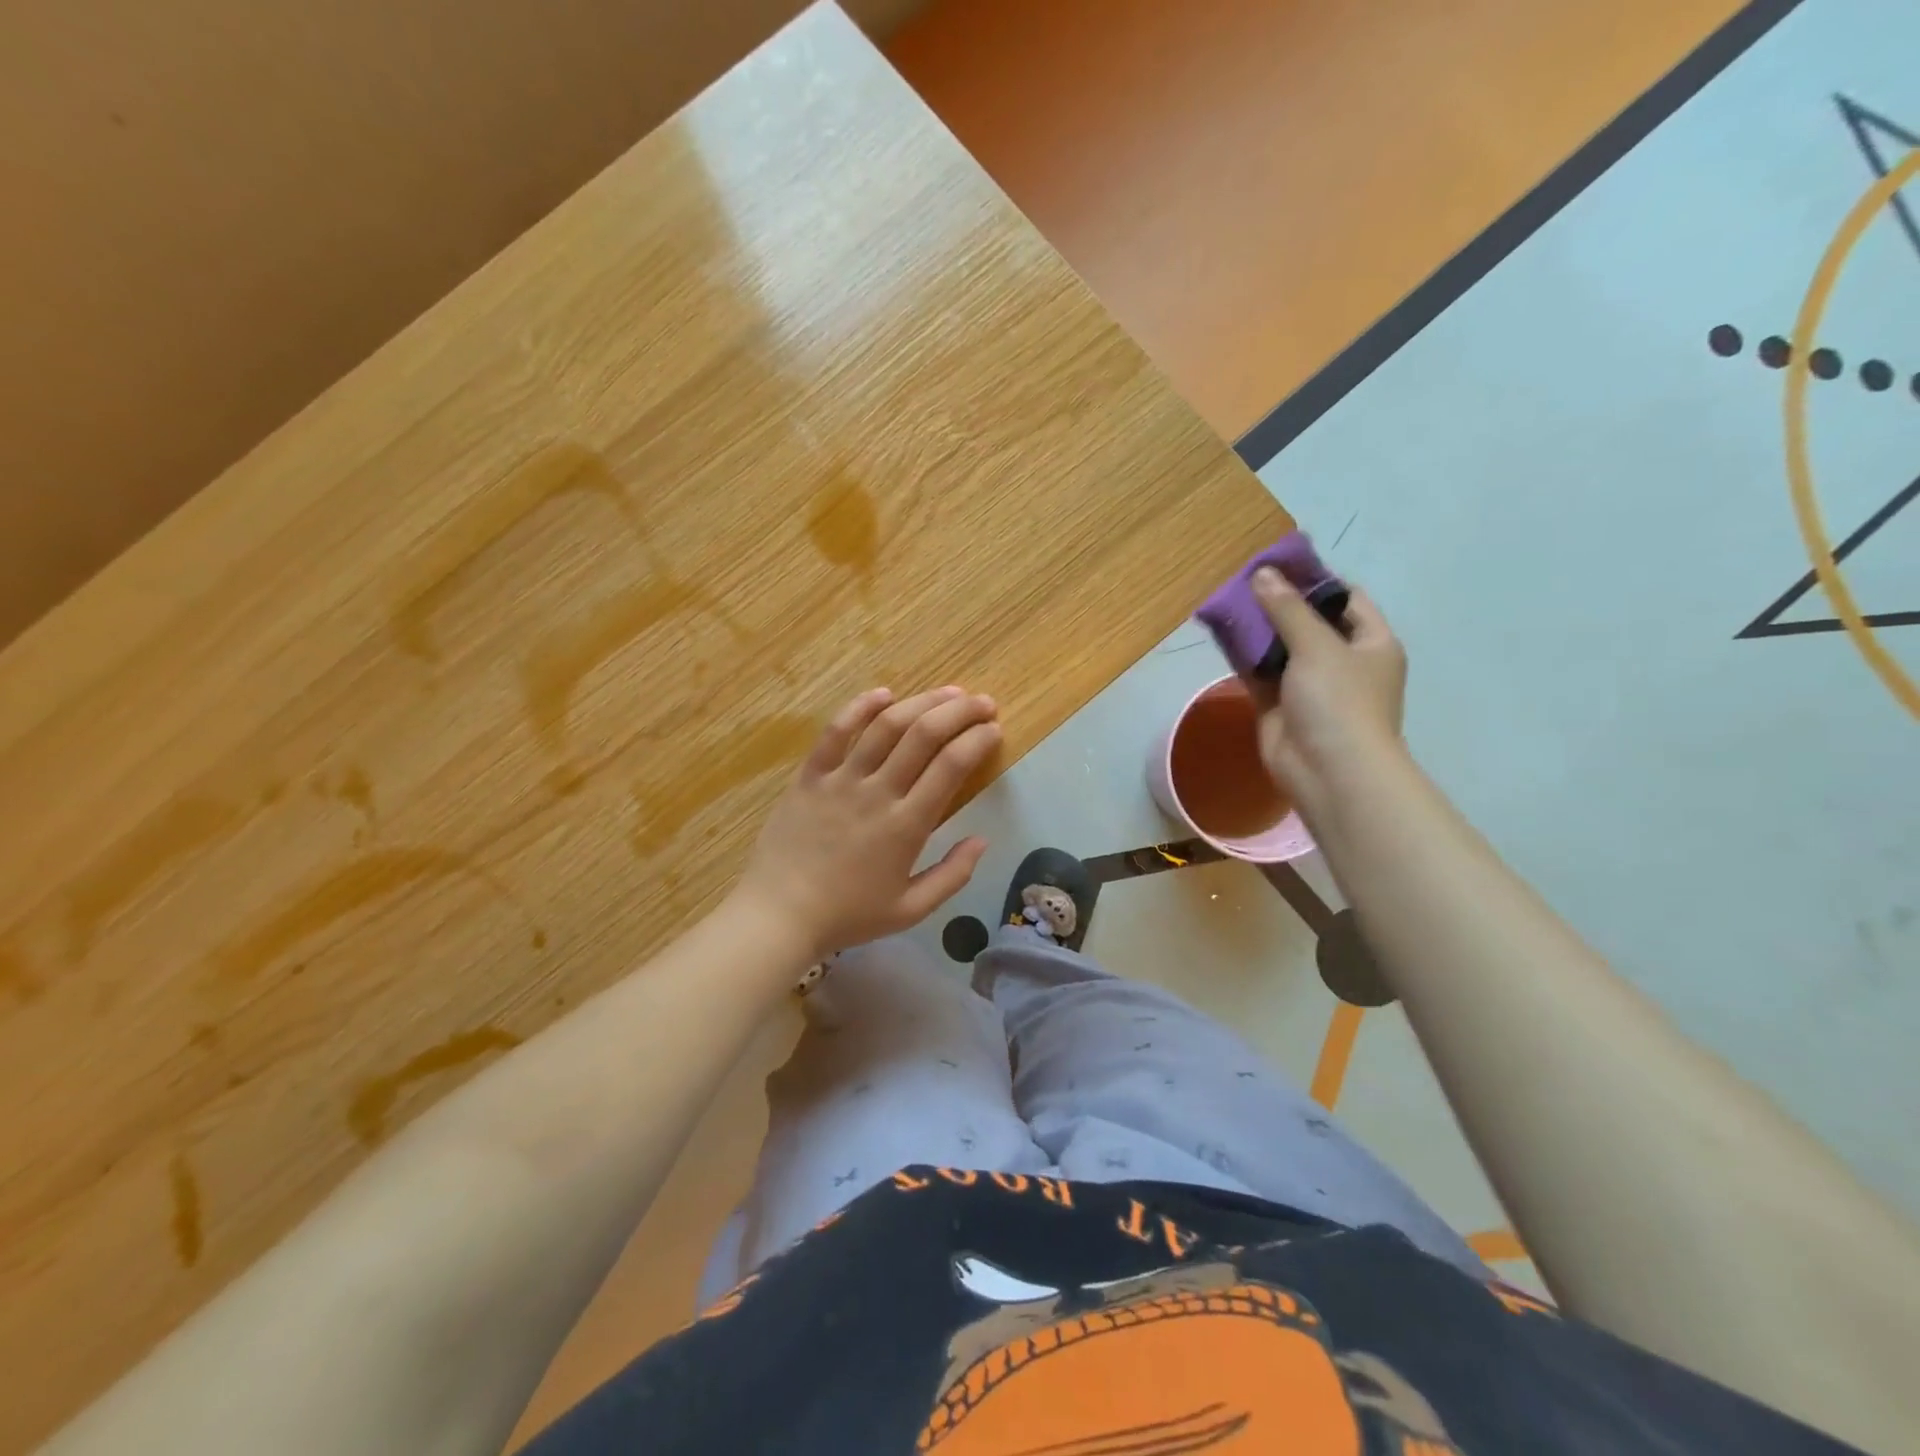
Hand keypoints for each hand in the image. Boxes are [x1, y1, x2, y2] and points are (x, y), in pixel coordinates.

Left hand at [735, 686, 999, 959]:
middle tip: (982, 702)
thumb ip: (953, 875)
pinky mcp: (810, 775)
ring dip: (922, 702)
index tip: (993, 730)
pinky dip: (861, 707)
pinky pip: (835, 731)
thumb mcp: (911, 909)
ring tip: (948, 692)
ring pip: (886, 725)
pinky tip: (884, 693)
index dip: (978, 740)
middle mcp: (877, 792)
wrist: (779, 914)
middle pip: (924, 734)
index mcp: (907, 825)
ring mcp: (840, 779)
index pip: (951, 766)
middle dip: (960, 712)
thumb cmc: (848, 915)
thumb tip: (982, 840)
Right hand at [1248, 566, 1409, 825]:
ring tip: (1227, 600)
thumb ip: (1287, 609)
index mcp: (1371, 642)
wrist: (1327, 771)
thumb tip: (1263, 574)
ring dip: (1257, 628)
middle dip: (1278, 602)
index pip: (1346, 599)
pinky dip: (1243, 655)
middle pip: (1308, 621)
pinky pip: (1259, 672)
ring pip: (1280, 647)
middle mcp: (1342, 661)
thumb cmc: (1339, 702)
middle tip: (1244, 580)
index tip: (1280, 563)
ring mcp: (1309, 685)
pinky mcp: (1279, 705)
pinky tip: (1220, 633)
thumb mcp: (1318, 646)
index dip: (1315, 579)